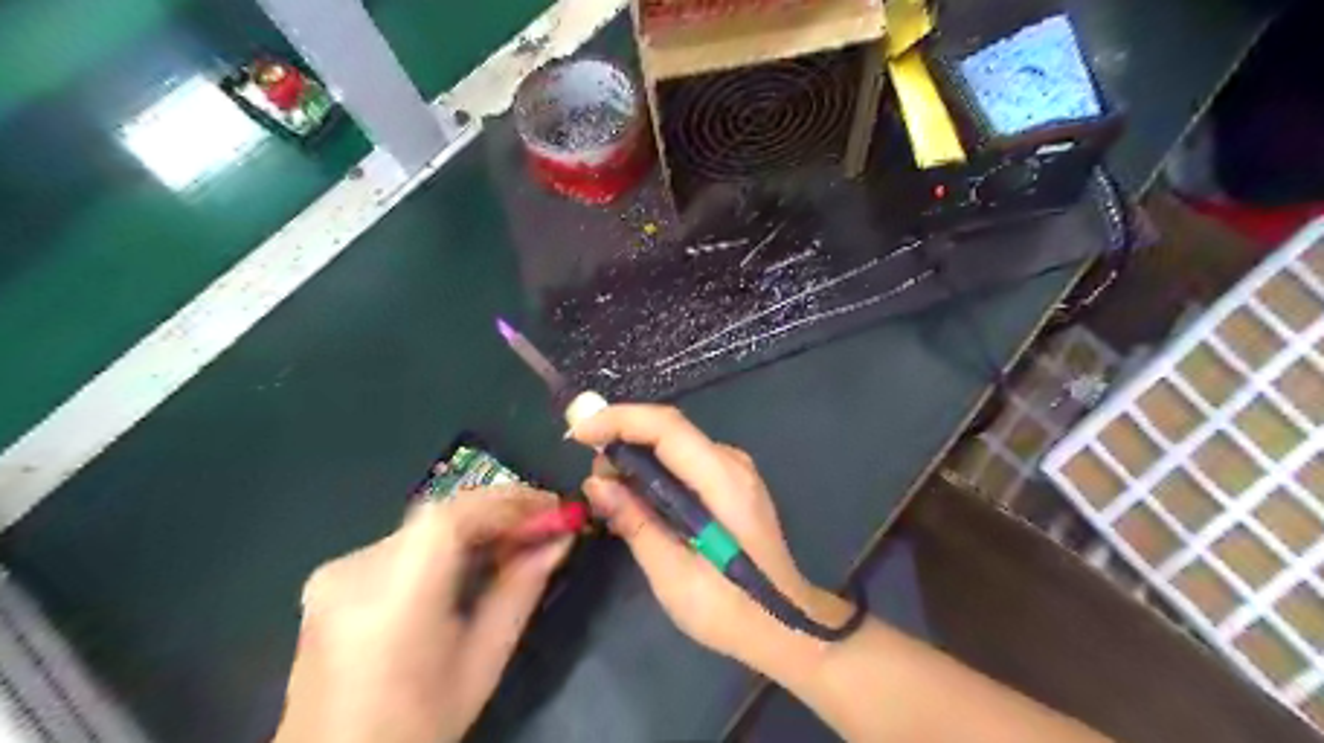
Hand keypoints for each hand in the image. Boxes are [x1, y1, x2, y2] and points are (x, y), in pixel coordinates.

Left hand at [276, 484, 570, 742]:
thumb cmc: (419, 726)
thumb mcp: (484, 661)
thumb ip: (521, 590)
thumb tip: (559, 539)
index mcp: (392, 600)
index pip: (452, 518)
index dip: (508, 501)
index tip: (554, 507)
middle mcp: (354, 571)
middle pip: (440, 516)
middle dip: (499, 512)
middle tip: (544, 523)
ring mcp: (337, 571)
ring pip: (425, 525)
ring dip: (476, 524)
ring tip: (518, 540)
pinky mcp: (332, 577)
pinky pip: (405, 541)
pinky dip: (447, 541)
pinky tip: (473, 558)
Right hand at [570, 406, 848, 672]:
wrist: (785, 624)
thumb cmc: (730, 608)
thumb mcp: (673, 574)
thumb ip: (635, 522)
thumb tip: (597, 484)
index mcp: (722, 480)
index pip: (666, 427)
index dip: (619, 420)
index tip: (578, 433)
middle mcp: (732, 463)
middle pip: (669, 430)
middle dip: (622, 439)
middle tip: (591, 477)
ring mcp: (735, 472)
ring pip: (675, 445)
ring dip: (636, 457)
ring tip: (607, 494)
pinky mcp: (732, 484)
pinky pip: (685, 462)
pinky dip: (654, 472)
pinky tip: (637, 500)